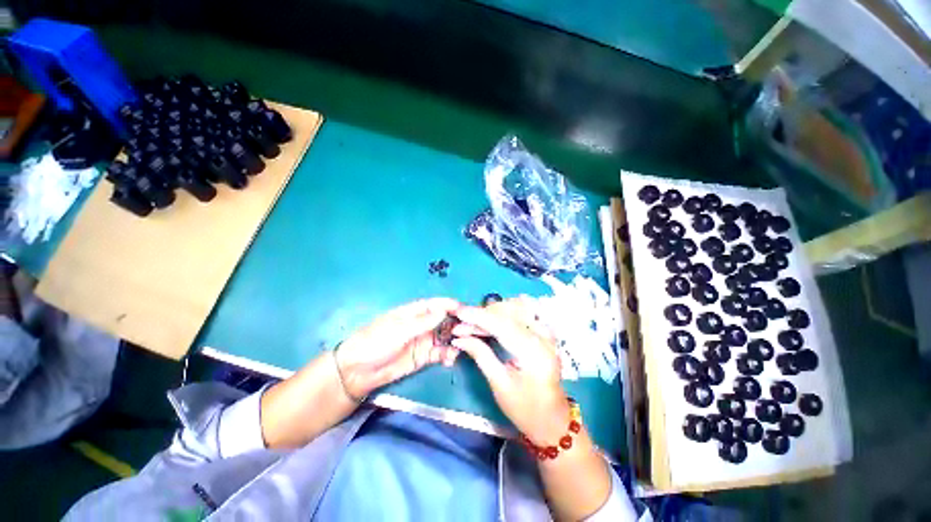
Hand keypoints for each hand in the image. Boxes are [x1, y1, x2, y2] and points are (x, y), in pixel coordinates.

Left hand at [336, 298, 461, 398]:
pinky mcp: (423, 357)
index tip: (464, 308)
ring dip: (454, 340)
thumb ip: (422, 322)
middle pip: (443, 320)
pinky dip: (448, 355)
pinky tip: (450, 359)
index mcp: (413, 312)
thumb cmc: (374, 342)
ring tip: (461, 347)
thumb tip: (443, 311)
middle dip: (456, 323)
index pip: (435, 304)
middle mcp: (421, 324)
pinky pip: (440, 353)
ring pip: (445, 336)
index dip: (449, 305)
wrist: (357, 372)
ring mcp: (423, 341)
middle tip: (469, 330)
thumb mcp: (398, 330)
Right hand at [451, 298, 570, 445]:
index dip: (478, 316)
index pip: (502, 325)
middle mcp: (543, 337)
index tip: (458, 312)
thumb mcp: (499, 385)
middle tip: (462, 324)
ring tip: (474, 322)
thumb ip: (481, 355)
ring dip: (493, 312)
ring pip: (516, 308)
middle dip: (482, 315)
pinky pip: (524, 313)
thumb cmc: (525, 409)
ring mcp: (547, 333)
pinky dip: (506, 312)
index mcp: (533, 353)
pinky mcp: (545, 333)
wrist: (553, 420)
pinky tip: (494, 315)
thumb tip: (459, 338)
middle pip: (509, 313)